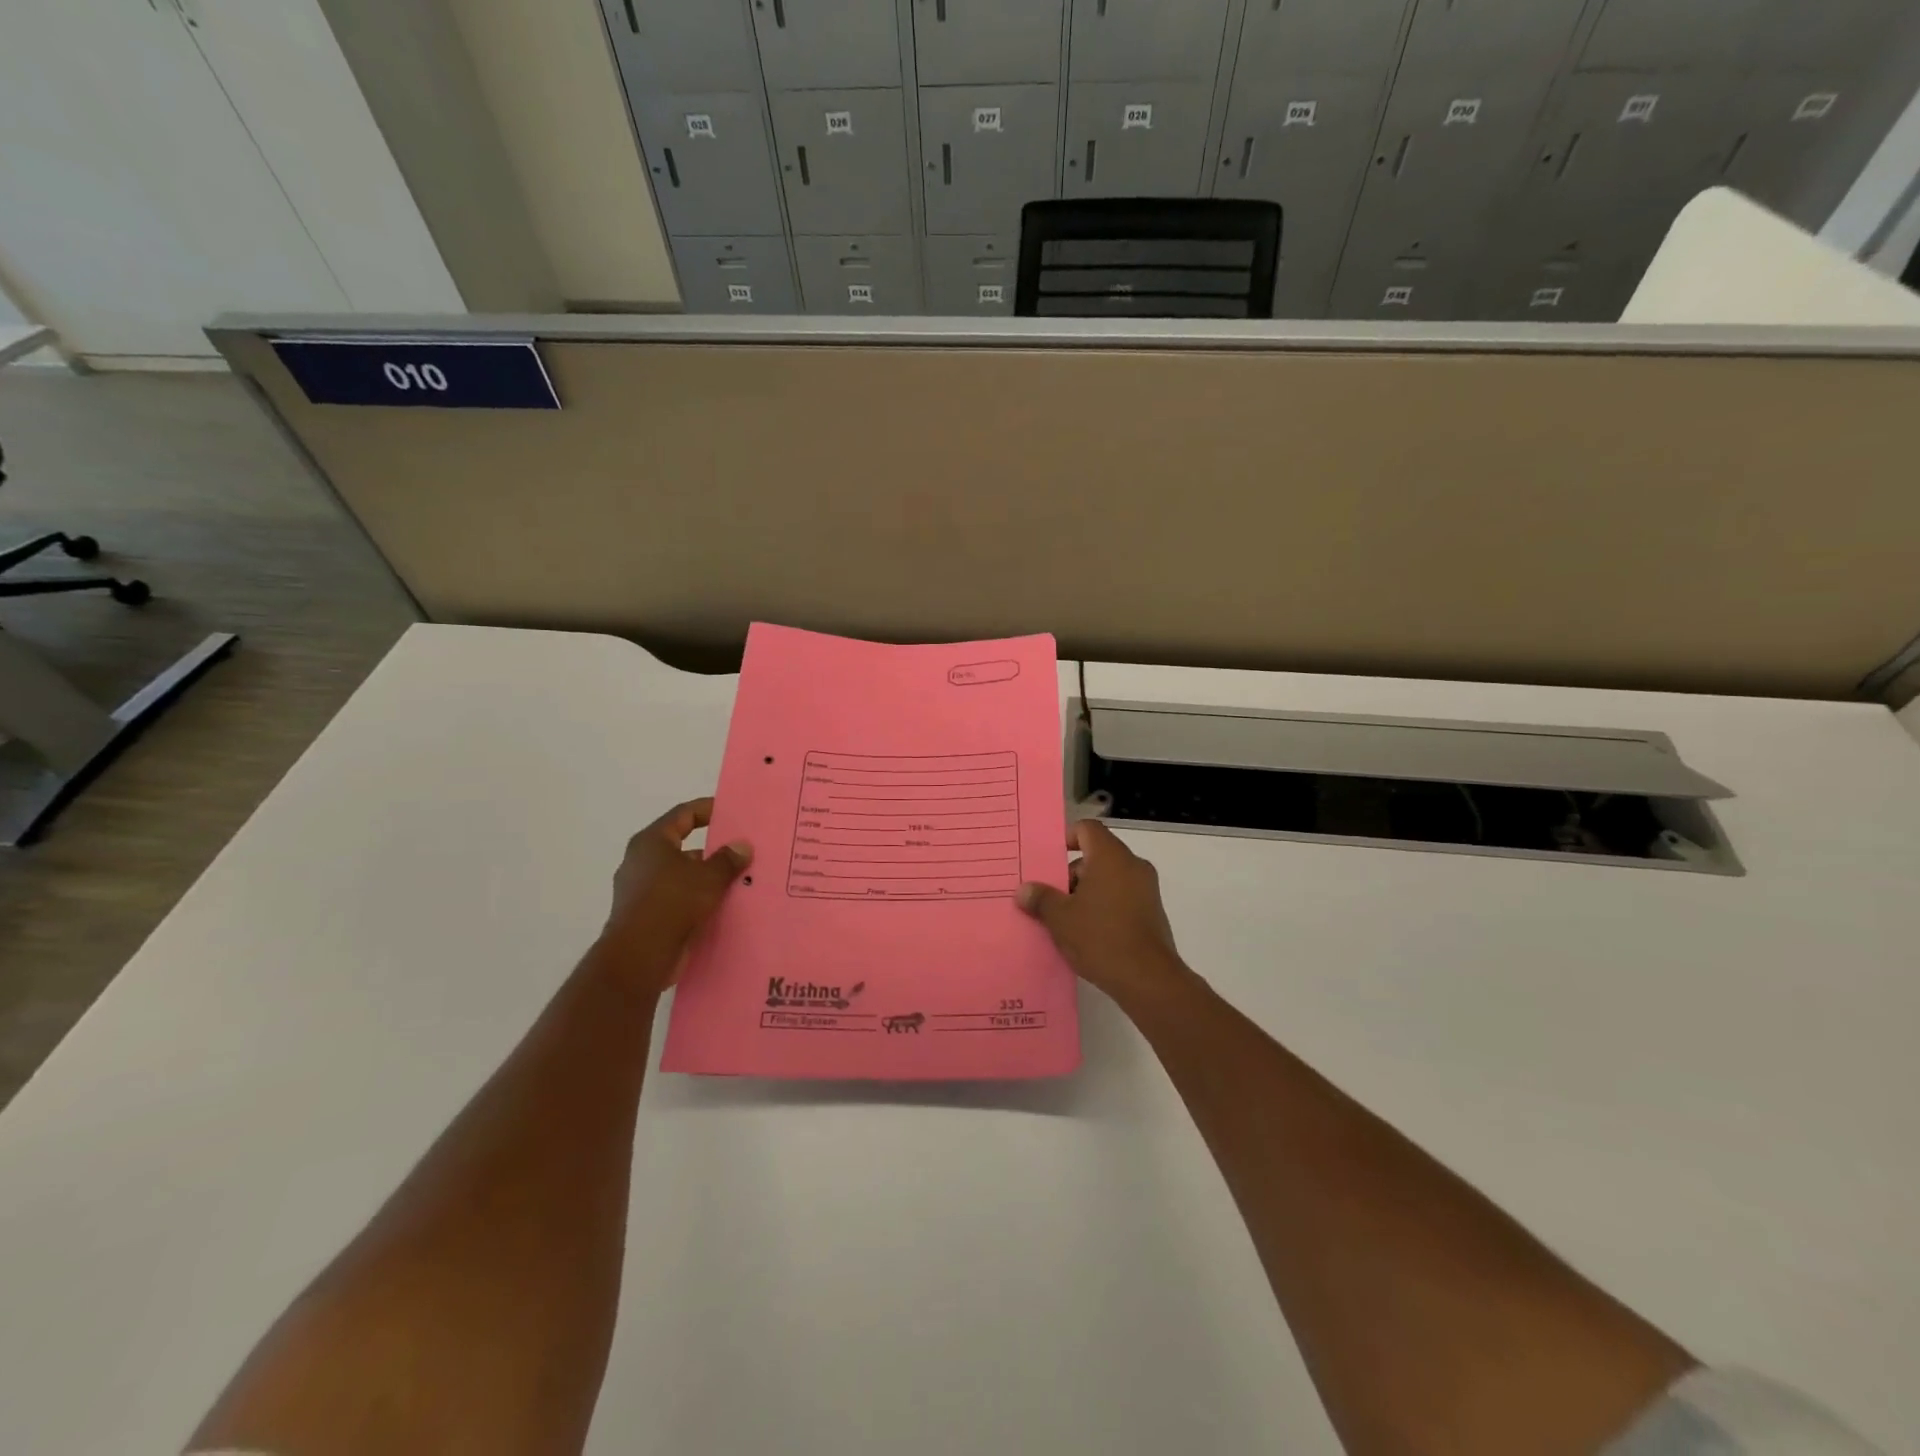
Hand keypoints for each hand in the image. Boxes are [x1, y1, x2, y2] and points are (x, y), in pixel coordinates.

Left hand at [599, 798, 751, 992]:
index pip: (683, 815)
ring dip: (709, 878)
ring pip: (683, 877)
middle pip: (684, 847)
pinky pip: (680, 900)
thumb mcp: (708, 877)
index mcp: (651, 843)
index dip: (708, 809)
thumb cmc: (671, 903)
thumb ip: (727, 859)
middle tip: (744, 850)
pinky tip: (725, 906)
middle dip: (714, 850)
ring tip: (742, 880)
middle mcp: (642, 862)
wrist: (639, 957)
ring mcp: (642, 891)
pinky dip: (700, 901)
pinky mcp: (647, 917)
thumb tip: (742, 845)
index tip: (733, 812)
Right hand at [1017, 820, 1193, 1010]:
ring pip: (1109, 878)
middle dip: (1071, 874)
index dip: (1067, 838)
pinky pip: (1122, 897)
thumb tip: (1025, 890)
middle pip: (1096, 855)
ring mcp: (1146, 889)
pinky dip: (1104, 906)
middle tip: (1051, 898)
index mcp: (1111, 857)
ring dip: (1086, 892)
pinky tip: (1088, 934)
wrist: (1148, 979)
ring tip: (1065, 920)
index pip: (1088, 829)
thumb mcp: (1060, 918)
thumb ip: (1041, 898)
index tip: (1050, 861)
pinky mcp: (1152, 913)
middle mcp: (1133, 866)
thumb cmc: (1100, 937)